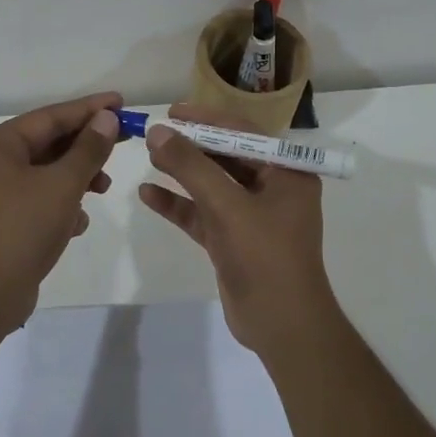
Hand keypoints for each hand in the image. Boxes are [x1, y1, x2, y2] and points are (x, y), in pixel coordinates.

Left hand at [0, 91, 120, 335]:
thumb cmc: (22, 228)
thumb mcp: (63, 184)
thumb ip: (89, 149)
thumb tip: (107, 118)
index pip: (51, 115)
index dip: (90, 108)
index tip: (121, 102)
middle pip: (50, 142)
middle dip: (87, 146)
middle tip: (124, 142)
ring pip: (49, 172)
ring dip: (79, 177)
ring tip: (103, 189)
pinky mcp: (7, 220)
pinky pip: (42, 199)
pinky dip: (64, 204)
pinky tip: (78, 224)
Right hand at [138, 104, 339, 358]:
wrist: (282, 325)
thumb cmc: (265, 256)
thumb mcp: (227, 206)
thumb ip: (192, 167)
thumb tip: (158, 132)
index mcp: (287, 172)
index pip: (244, 133)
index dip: (207, 119)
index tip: (172, 112)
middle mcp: (273, 189)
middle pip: (226, 157)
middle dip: (191, 146)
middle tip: (155, 133)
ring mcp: (252, 217)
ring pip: (211, 186)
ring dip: (182, 172)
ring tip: (149, 156)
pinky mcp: (233, 241)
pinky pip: (202, 214)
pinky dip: (178, 205)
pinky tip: (148, 194)